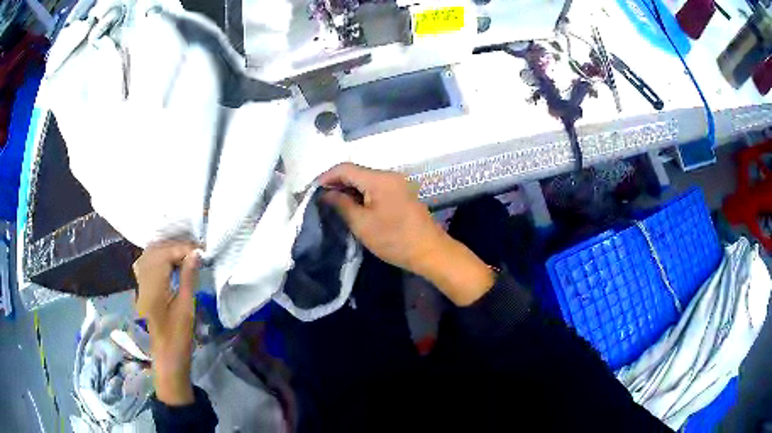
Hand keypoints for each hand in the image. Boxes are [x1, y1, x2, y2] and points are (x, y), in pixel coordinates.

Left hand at [134, 242, 199, 405]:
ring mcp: (139, 285)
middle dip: (174, 247)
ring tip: (184, 255)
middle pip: (154, 252)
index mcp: (153, 287)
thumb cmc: (178, 337)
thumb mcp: (186, 308)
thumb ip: (188, 278)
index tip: (200, 251)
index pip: (164, 255)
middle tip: (194, 252)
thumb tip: (195, 254)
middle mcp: (142, 282)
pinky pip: (146, 265)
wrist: (166, 358)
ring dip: (165, 251)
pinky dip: (157, 258)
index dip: (182, 249)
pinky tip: (168, 263)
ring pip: (148, 256)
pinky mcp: (141, 290)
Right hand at [319, 163, 494, 305]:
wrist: (430, 251)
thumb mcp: (362, 224)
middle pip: (356, 172)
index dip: (325, 177)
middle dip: (336, 183)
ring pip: (365, 180)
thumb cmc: (394, 239)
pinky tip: (352, 206)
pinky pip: (375, 188)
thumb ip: (341, 204)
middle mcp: (389, 175)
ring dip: (348, 189)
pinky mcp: (401, 193)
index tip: (311, 191)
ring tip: (331, 204)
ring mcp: (397, 184)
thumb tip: (325, 194)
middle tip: (319, 199)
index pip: (345, 168)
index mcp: (379, 179)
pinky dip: (361, 194)